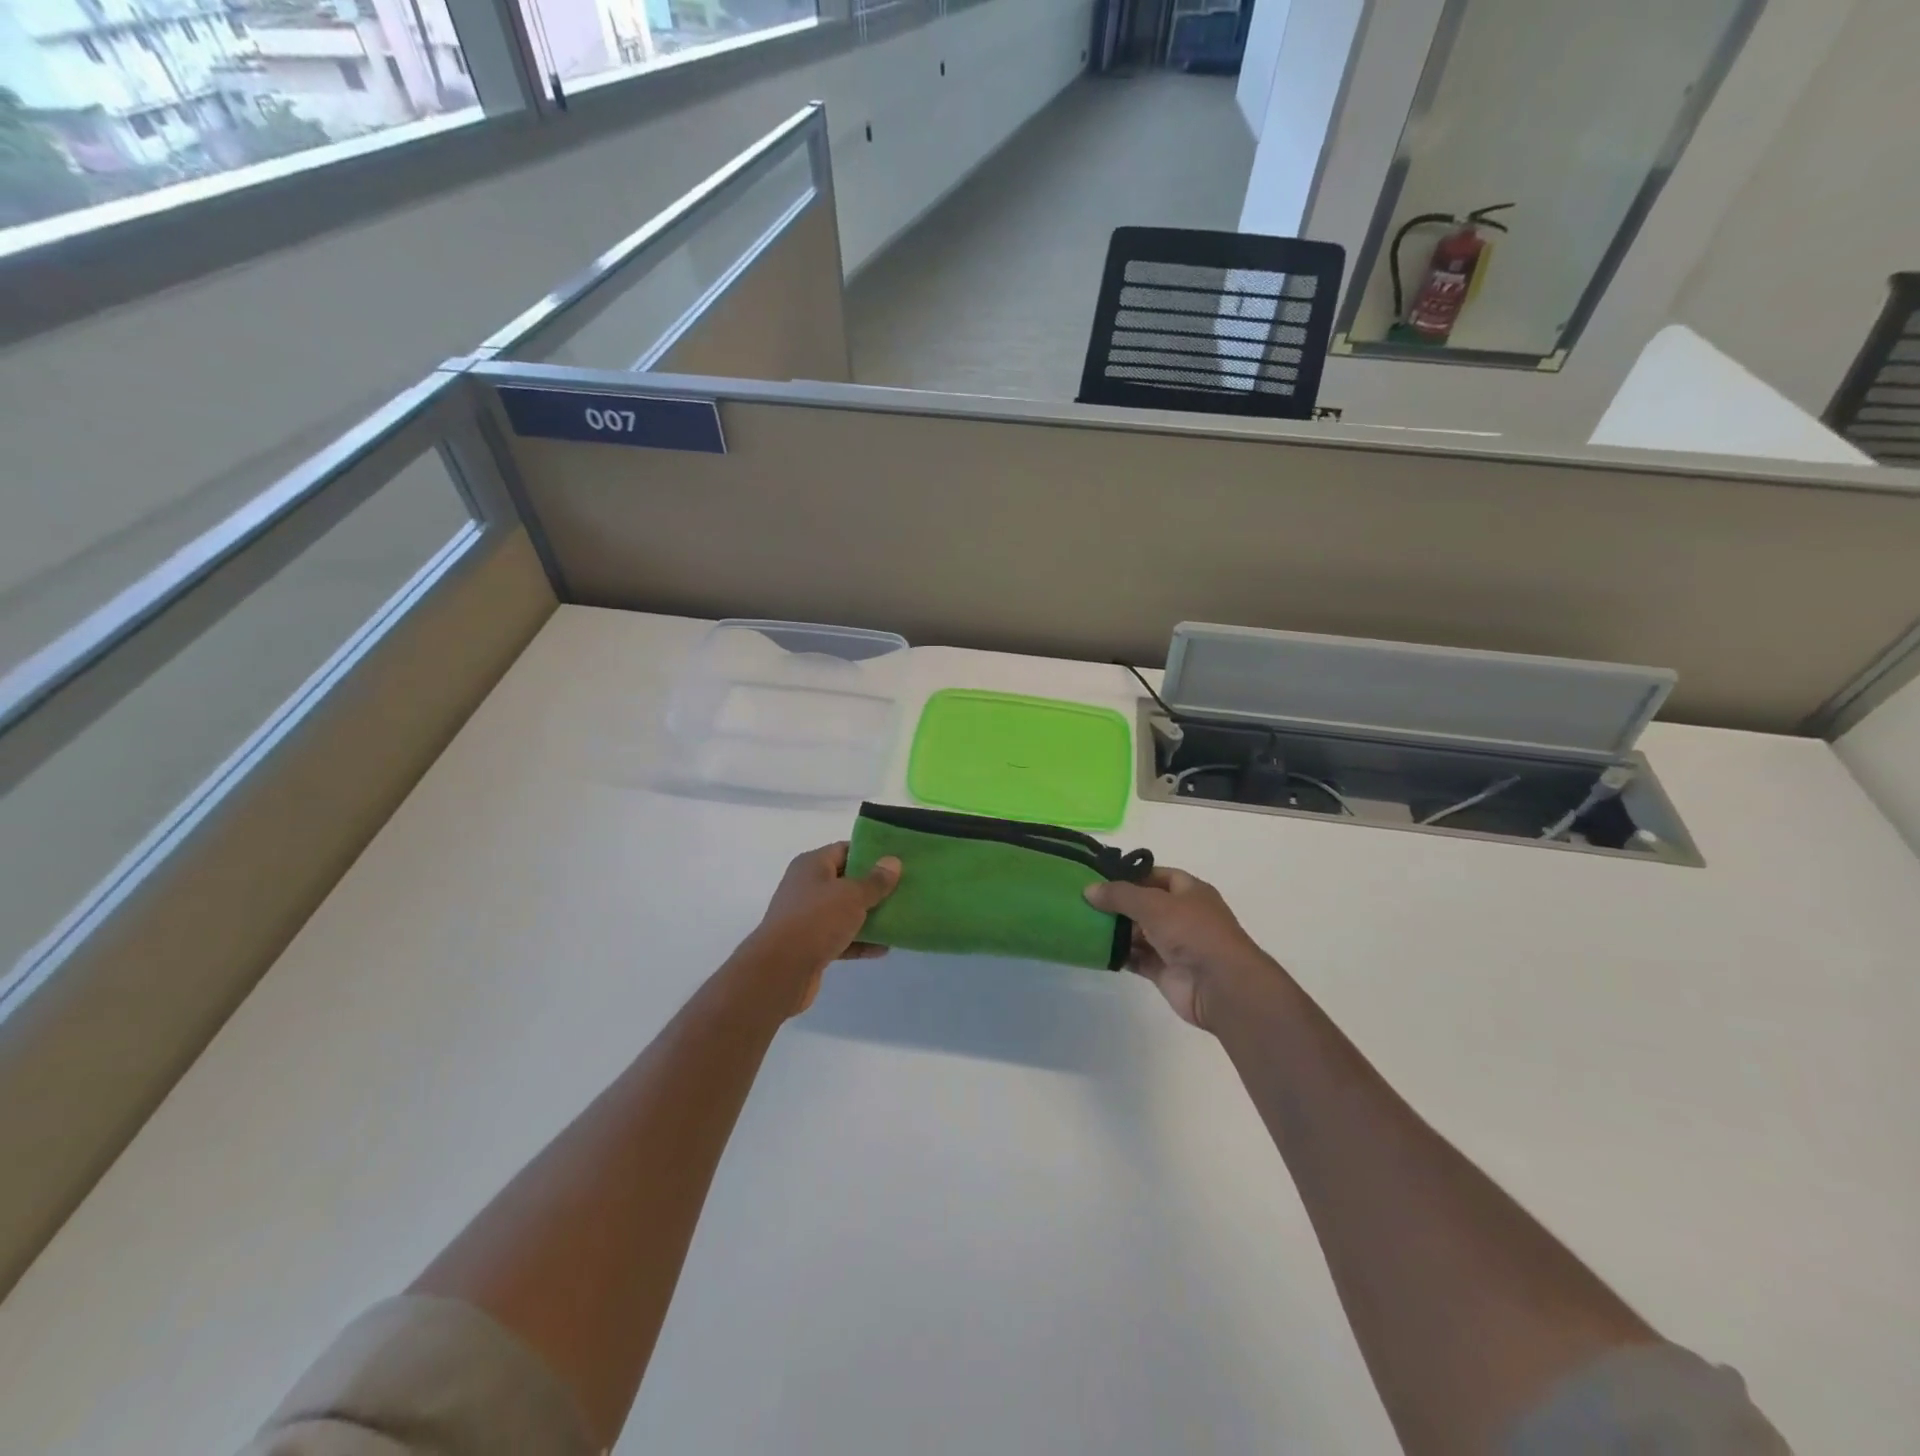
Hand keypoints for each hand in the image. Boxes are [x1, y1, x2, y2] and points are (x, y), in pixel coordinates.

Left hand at [750, 842, 900, 1013]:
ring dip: (869, 916)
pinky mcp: (810, 945)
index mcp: (812, 865)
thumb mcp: (852, 895)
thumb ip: (875, 880)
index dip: (871, 853)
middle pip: (846, 881)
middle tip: (904, 889)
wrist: (780, 971)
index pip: (845, 850)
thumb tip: (893, 862)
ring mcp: (807, 918)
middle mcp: (807, 887)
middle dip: (874, 886)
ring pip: (844, 912)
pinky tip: (884, 948)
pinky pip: (841, 938)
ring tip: (900, 918)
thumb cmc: (816, 920)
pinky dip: (860, 941)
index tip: (897, 860)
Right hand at [1084, 867, 1277, 1031]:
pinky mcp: (1165, 972)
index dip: (1133, 875)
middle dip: (1119, 904)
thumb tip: (1089, 889)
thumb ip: (1120, 895)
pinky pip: (1137, 959)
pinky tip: (1096, 950)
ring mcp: (1175, 945)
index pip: (1158, 876)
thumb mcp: (1153, 904)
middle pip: (1146, 905)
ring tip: (1084, 924)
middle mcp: (1183, 916)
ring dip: (1116, 931)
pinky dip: (1120, 955)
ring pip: (1139, 933)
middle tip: (1085, 901)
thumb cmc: (1192, 932)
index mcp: (1190, 892)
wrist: (1221, 986)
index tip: (1102, 877)